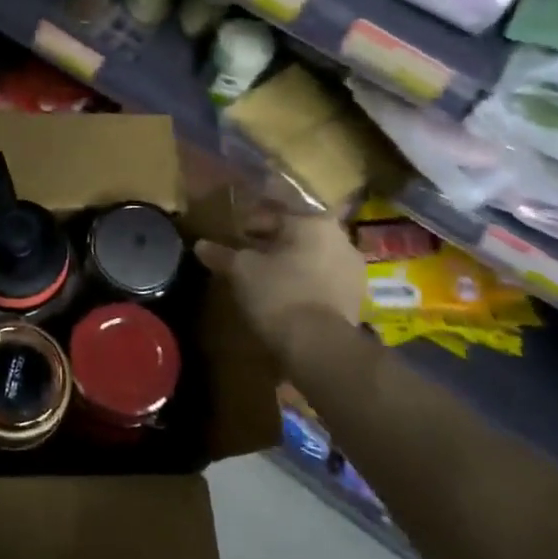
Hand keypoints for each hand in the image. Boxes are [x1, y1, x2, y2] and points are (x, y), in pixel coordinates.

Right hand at [195, 207, 366, 369]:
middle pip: (295, 233)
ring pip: (311, 255)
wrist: (320, 346)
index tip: (232, 236)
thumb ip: (222, 254)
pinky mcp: (356, 296)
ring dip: (289, 261)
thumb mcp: (241, 270)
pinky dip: (304, 281)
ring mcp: (352, 268)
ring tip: (264, 276)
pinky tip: (285, 294)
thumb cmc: (279, 293)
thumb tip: (201, 245)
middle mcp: (339, 237)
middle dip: (270, 241)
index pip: (273, 212)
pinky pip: (323, 278)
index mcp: (312, 221)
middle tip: (246, 254)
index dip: (248, 223)